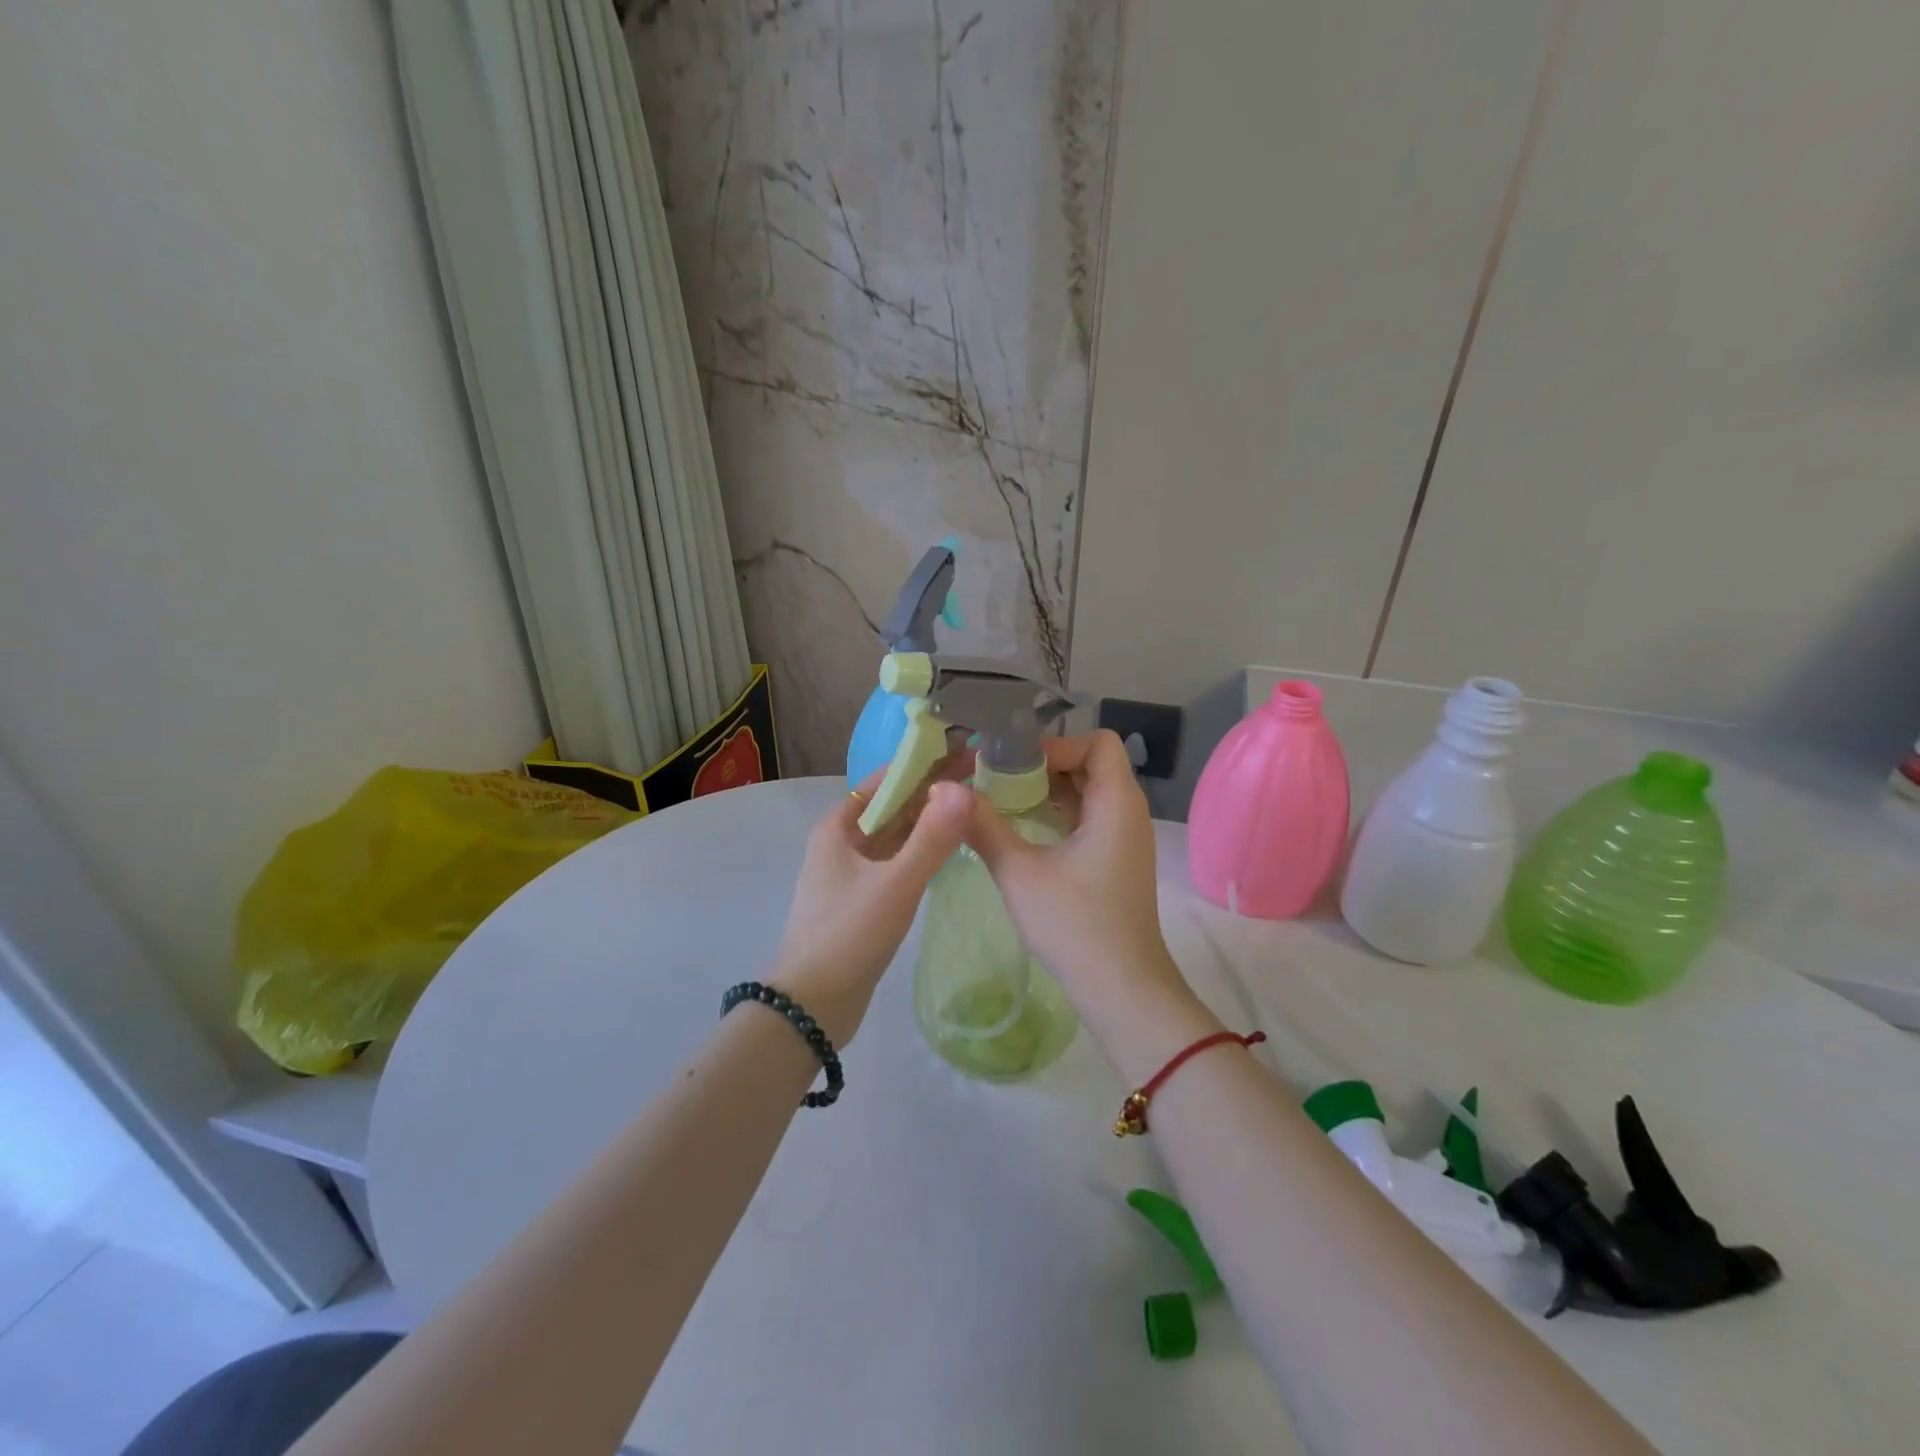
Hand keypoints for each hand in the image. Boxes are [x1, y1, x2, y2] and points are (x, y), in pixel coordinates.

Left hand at [769, 770, 972, 1044]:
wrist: (812, 1007)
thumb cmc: (849, 936)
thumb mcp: (895, 884)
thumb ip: (932, 837)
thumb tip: (965, 787)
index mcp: (838, 827)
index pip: (885, 779)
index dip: (924, 762)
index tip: (963, 749)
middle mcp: (842, 842)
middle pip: (891, 805)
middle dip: (931, 788)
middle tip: (979, 773)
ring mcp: (851, 872)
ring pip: (895, 834)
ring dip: (928, 819)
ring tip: (971, 803)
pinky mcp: (862, 899)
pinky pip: (896, 861)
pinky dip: (921, 849)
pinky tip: (949, 847)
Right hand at [961, 732, 1196, 1042]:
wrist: (1121, 989)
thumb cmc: (1074, 924)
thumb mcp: (1019, 872)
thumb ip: (983, 826)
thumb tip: (945, 790)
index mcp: (1116, 803)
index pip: (1096, 742)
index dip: (1056, 744)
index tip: (1014, 765)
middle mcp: (1127, 812)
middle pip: (1090, 764)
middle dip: (1043, 765)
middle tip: (997, 778)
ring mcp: (1124, 837)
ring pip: (1087, 792)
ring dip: (1047, 791)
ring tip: (1001, 800)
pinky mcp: (1116, 860)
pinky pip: (1088, 818)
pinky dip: (1057, 814)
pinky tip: (1021, 829)